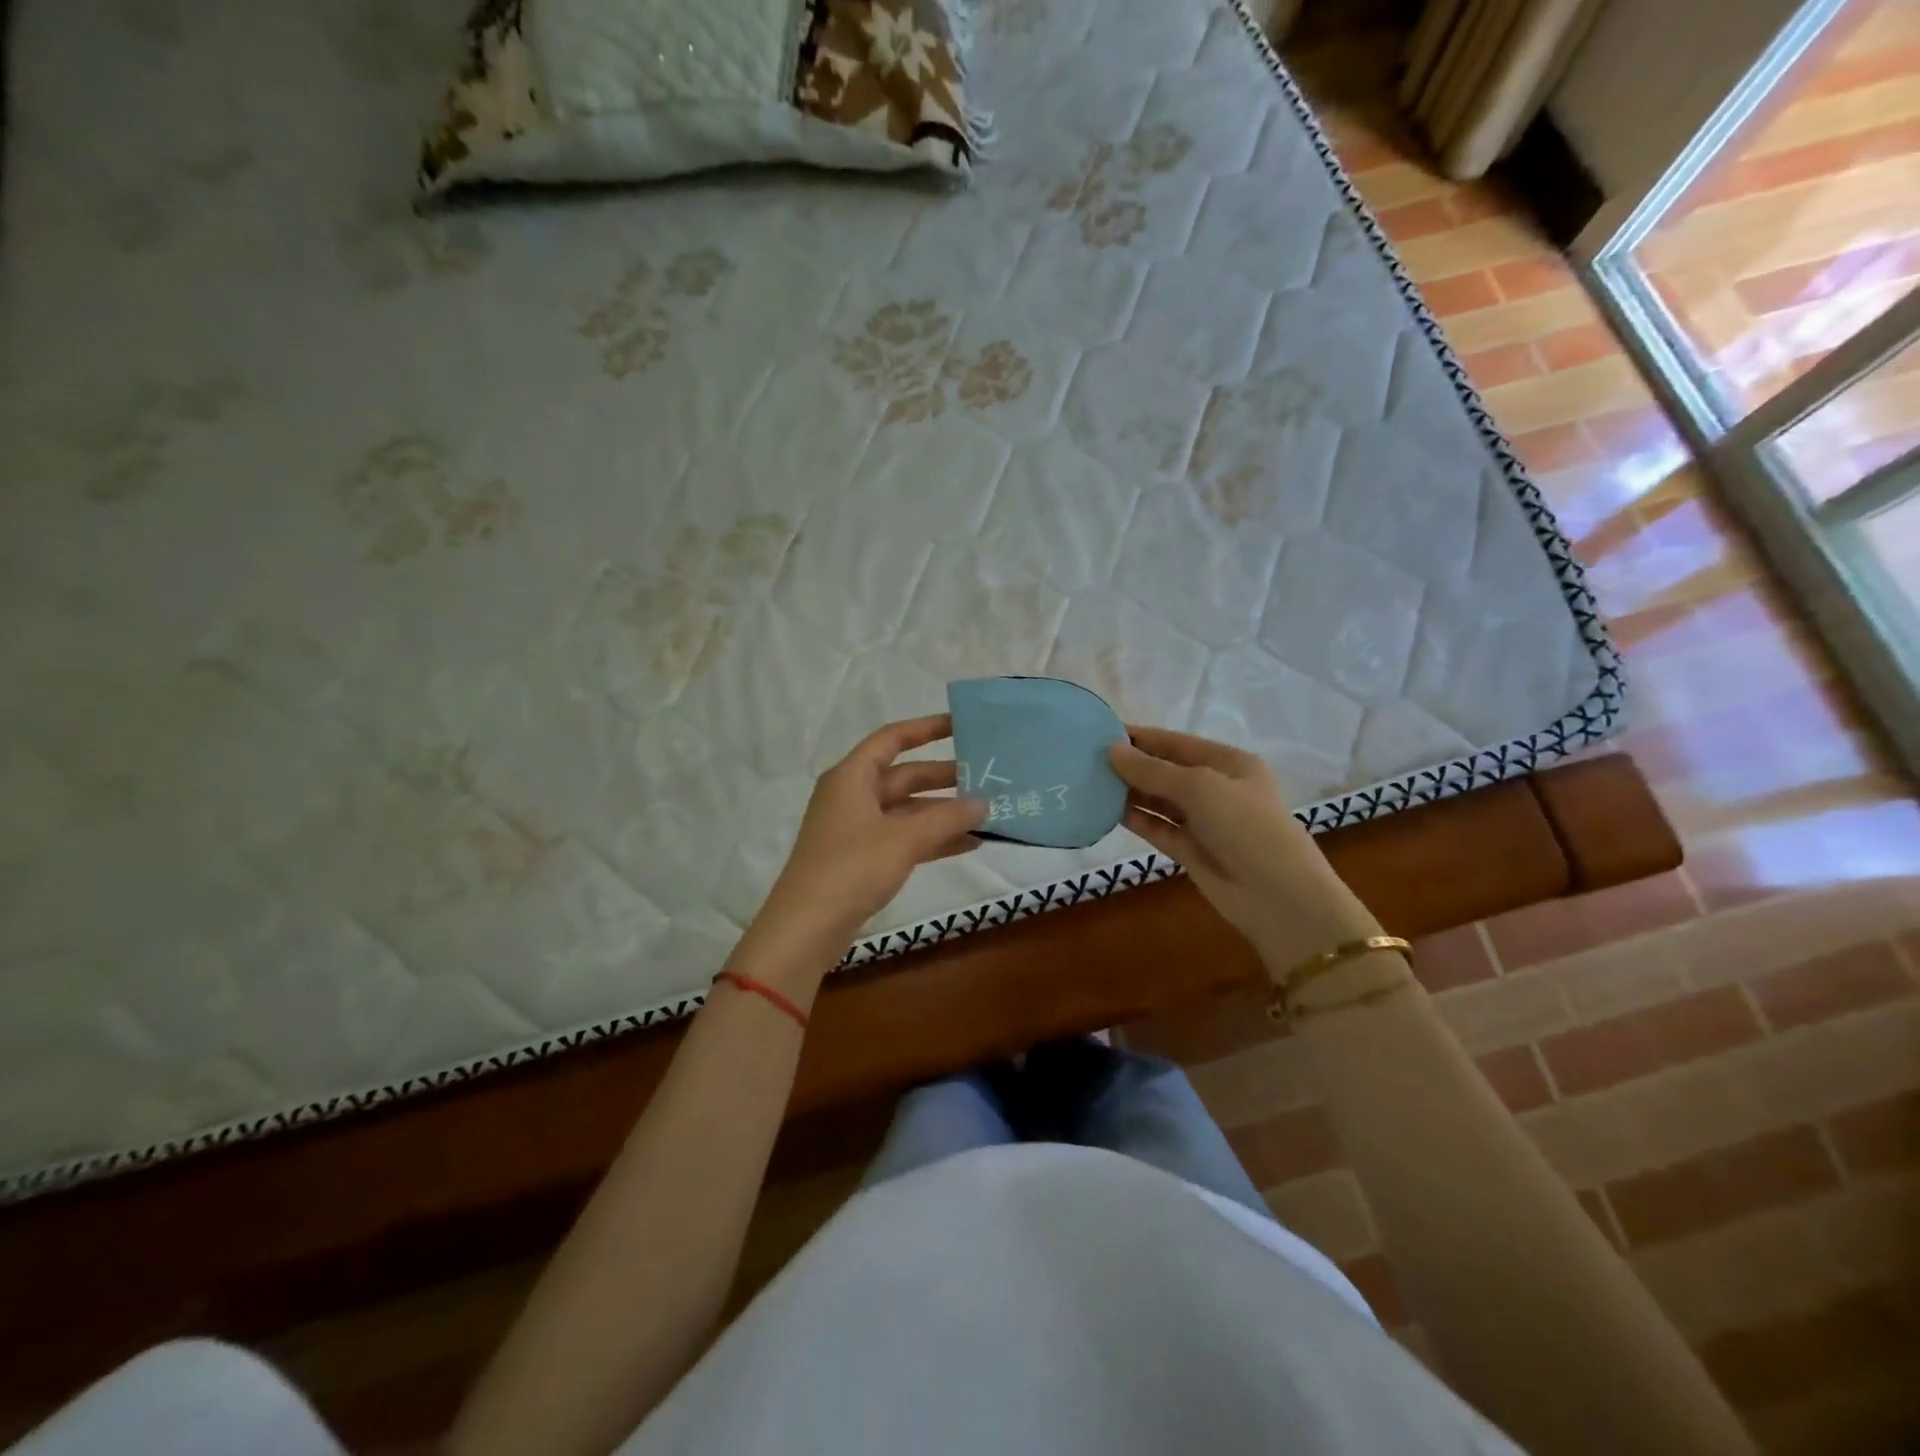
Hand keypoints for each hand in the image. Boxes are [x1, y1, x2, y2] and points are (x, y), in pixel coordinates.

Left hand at [749, 715, 985, 968]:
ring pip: (907, 810)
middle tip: (987, 776)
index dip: (927, 728)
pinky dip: (932, 839)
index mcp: (852, 777)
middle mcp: (852, 796)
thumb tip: (984, 802)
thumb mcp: (904, 839)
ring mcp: (856, 829)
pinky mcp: (862, 859)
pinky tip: (969, 844)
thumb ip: (946, 817)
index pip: (892, 739)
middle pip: (904, 776)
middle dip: (944, 777)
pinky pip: (904, 838)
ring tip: (986, 813)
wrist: (806, 929)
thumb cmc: (851, 869)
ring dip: (943, 812)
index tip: (962, 725)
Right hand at [1109, 727, 1382, 974]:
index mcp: (1228, 763)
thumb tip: (1110, 751)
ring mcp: (1203, 821)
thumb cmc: (1246, 826)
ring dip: (1129, 791)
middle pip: (1166, 770)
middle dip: (1131, 764)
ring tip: (1089, 782)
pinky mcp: (1191, 850)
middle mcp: (1216, 788)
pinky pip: (1158, 828)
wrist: (1278, 896)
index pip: (1176, 743)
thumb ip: (1152, 770)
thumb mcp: (1200, 787)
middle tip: (1086, 758)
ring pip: (1159, 800)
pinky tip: (1107, 811)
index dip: (1140, 737)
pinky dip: (1136, 819)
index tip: (1100, 730)